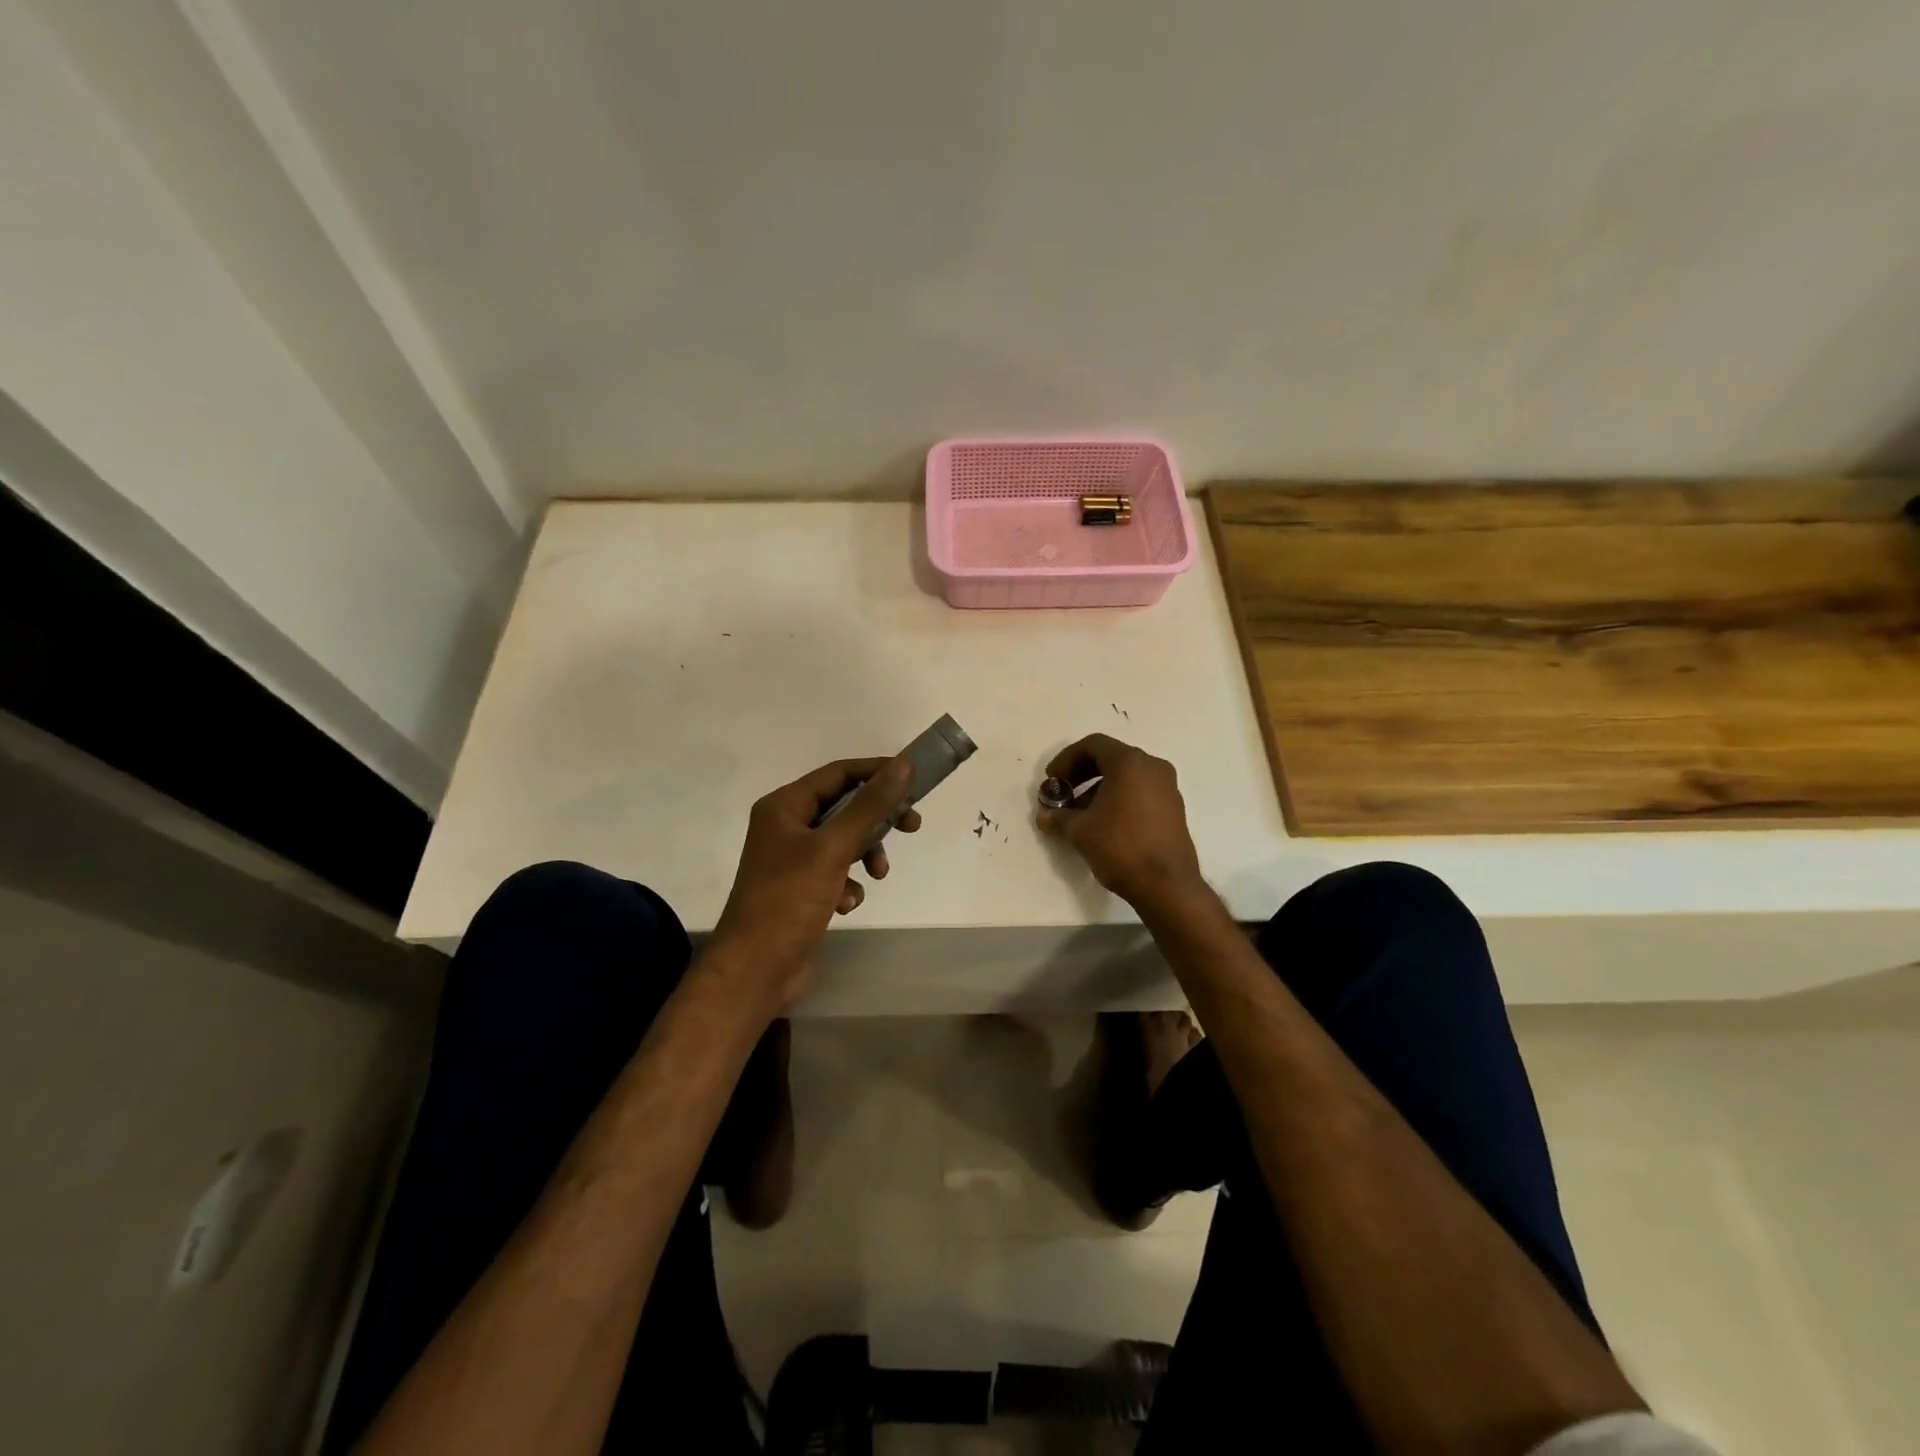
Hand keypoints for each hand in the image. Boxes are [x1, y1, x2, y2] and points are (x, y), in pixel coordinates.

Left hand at [710, 756, 920, 1012]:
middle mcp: (786, 827)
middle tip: (912, 826)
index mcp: (784, 806)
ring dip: (866, 854)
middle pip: (844, 806)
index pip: (838, 773)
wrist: (755, 971)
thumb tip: (903, 765)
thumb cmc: (789, 900)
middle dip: (877, 818)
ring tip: (878, 875)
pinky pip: (836, 872)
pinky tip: (846, 904)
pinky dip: (848, 884)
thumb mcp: (833, 848)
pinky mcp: (801, 890)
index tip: (914, 779)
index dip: (876, 771)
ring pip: (844, 841)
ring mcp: (793, 860)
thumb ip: (870, 806)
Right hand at [1037, 734, 1203, 908]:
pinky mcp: (1173, 809)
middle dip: (1081, 774)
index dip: (1066, 759)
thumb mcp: (1080, 831)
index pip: (1093, 745)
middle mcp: (1152, 767)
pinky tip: (1103, 825)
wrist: (1166, 885)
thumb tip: (1044, 816)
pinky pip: (1140, 792)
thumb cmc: (1120, 846)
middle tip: (1063, 794)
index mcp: (1130, 763)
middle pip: (1110, 758)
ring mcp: (1167, 788)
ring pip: (1126, 777)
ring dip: (1098, 789)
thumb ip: (1059, 817)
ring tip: (1079, 815)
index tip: (1052, 780)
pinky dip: (1118, 799)